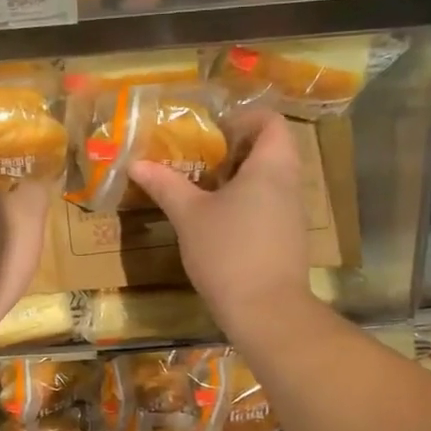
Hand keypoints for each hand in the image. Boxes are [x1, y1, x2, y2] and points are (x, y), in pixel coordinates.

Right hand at [131, 111, 310, 341]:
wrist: (266, 311)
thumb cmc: (228, 252)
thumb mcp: (189, 216)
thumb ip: (165, 185)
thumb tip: (137, 164)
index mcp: (271, 166)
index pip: (271, 121)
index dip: (244, 119)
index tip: (213, 133)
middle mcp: (290, 184)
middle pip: (271, 150)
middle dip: (236, 151)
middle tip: (200, 161)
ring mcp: (293, 214)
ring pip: (271, 181)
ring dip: (240, 180)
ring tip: (204, 192)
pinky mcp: (289, 240)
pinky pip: (270, 206)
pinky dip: (248, 205)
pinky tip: (220, 224)